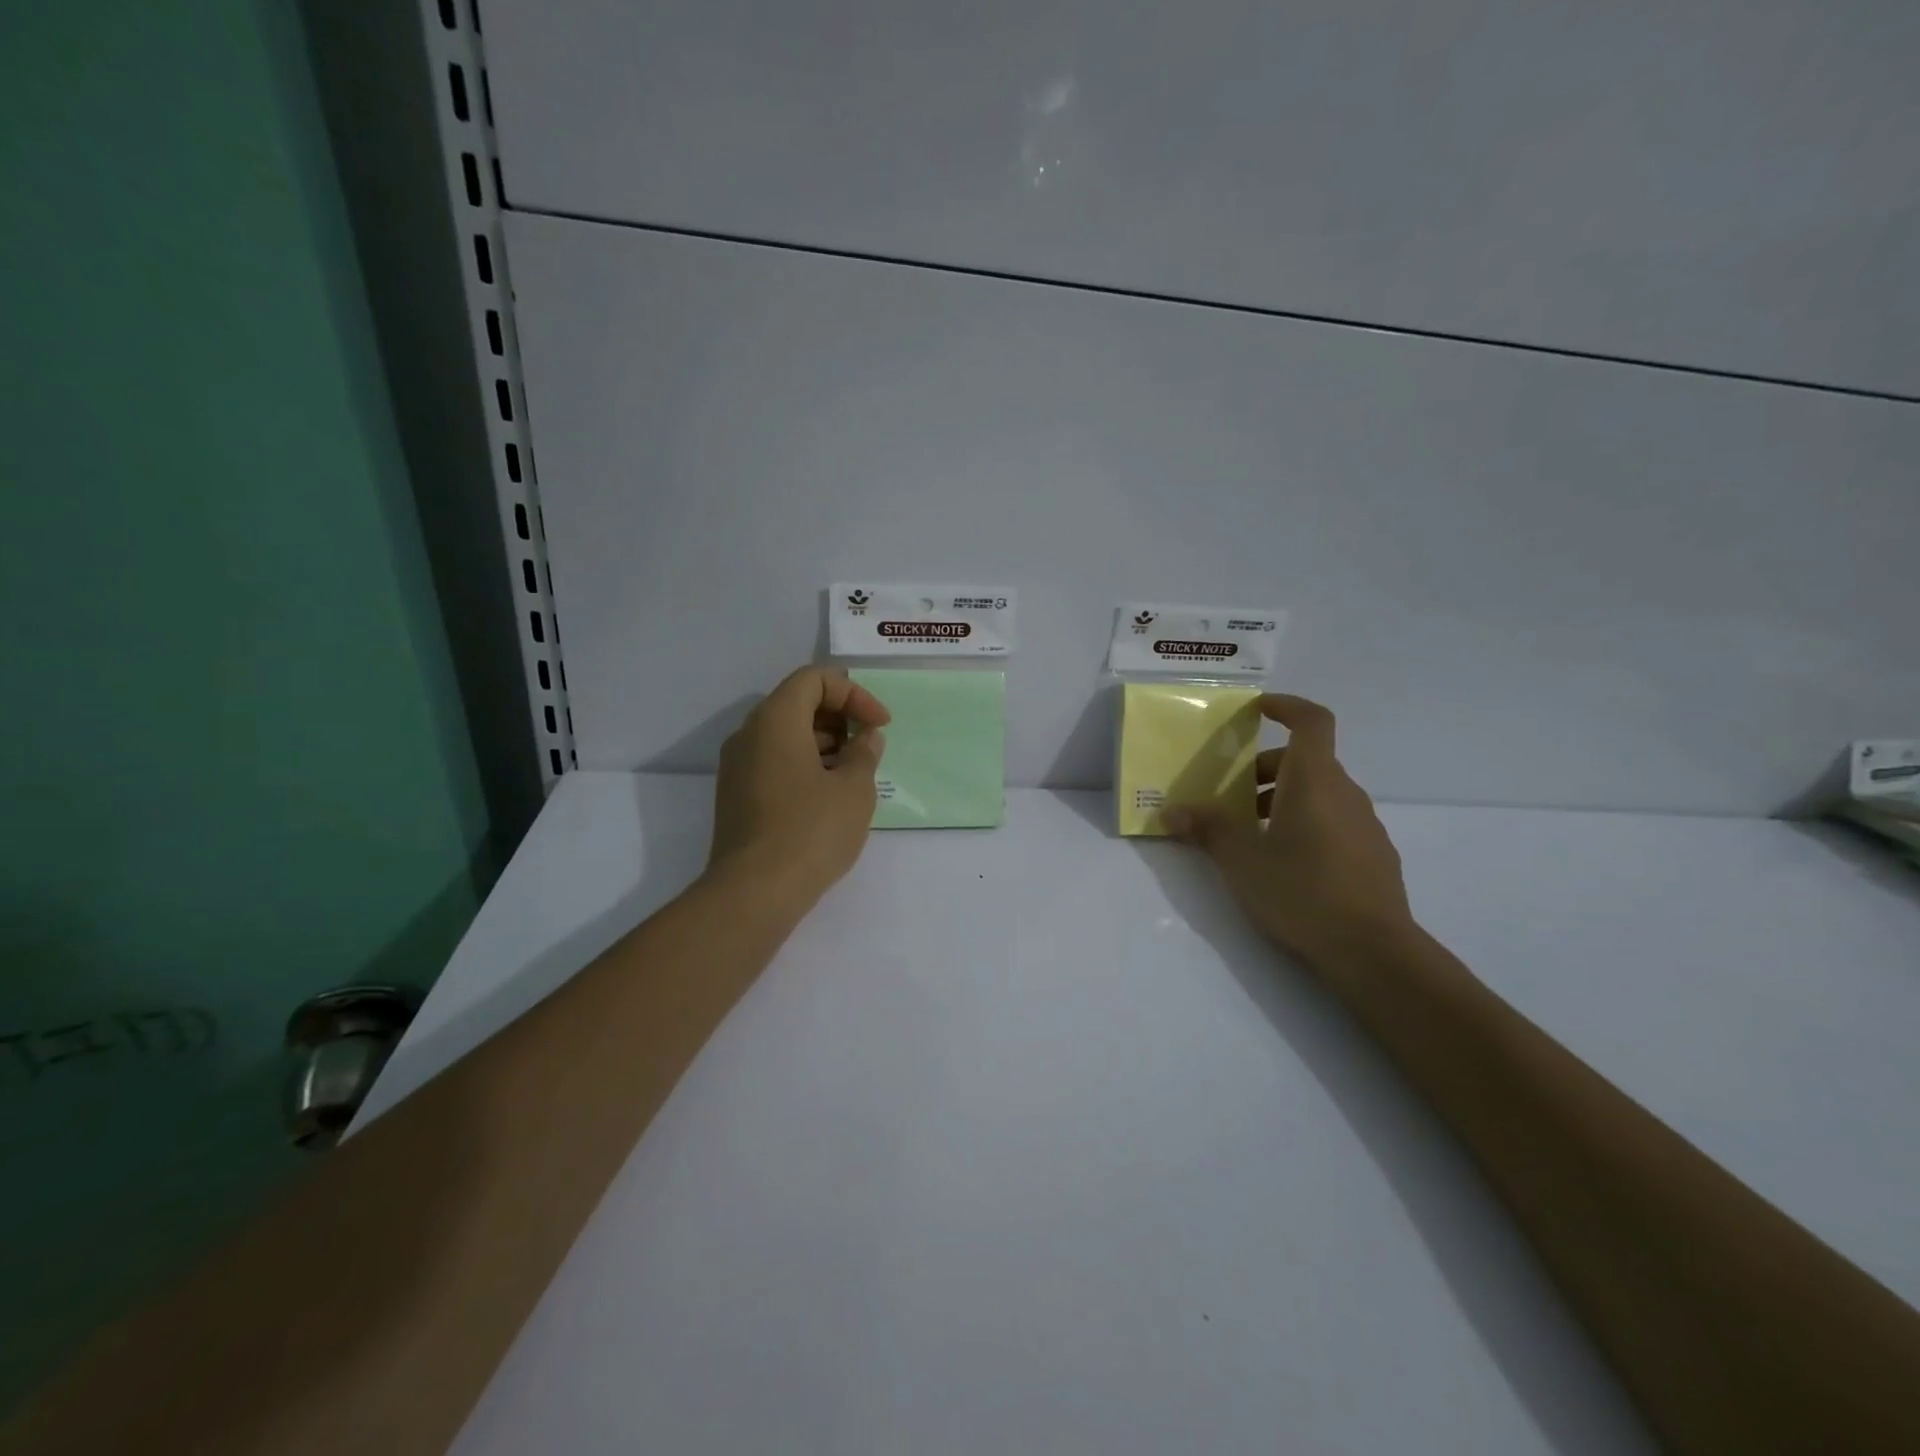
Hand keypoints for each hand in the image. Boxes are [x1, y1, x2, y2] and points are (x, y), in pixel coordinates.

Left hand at [707, 666, 890, 908]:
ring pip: (785, 736)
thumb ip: (865, 752)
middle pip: (797, 704)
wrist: (754, 893)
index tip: (879, 725)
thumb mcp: (854, 788)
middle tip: (869, 747)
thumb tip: (865, 738)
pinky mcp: (737, 797)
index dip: (854, 694)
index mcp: (775, 720)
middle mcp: (748, 735)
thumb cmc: (811, 831)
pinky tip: (830, 797)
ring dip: (825, 744)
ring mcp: (737, 768)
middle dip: (840, 718)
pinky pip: (774, 763)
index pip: (814, 679)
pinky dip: (805, 765)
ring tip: (855, 775)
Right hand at [1164, 695, 1415, 966]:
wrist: (1373, 951)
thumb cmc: (1302, 891)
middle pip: (1305, 762)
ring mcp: (1365, 824)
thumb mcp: (1241, 860)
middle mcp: (1345, 793)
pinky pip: (1334, 821)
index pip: (1312, 721)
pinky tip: (1286, 864)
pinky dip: (1305, 824)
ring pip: (1319, 794)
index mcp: (1314, 781)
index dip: (1286, 706)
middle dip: (1264, 771)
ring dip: (1282, 801)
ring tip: (1251, 836)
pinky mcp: (1373, 855)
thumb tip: (1172, 813)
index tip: (1257, 709)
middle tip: (1230, 798)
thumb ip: (1207, 830)